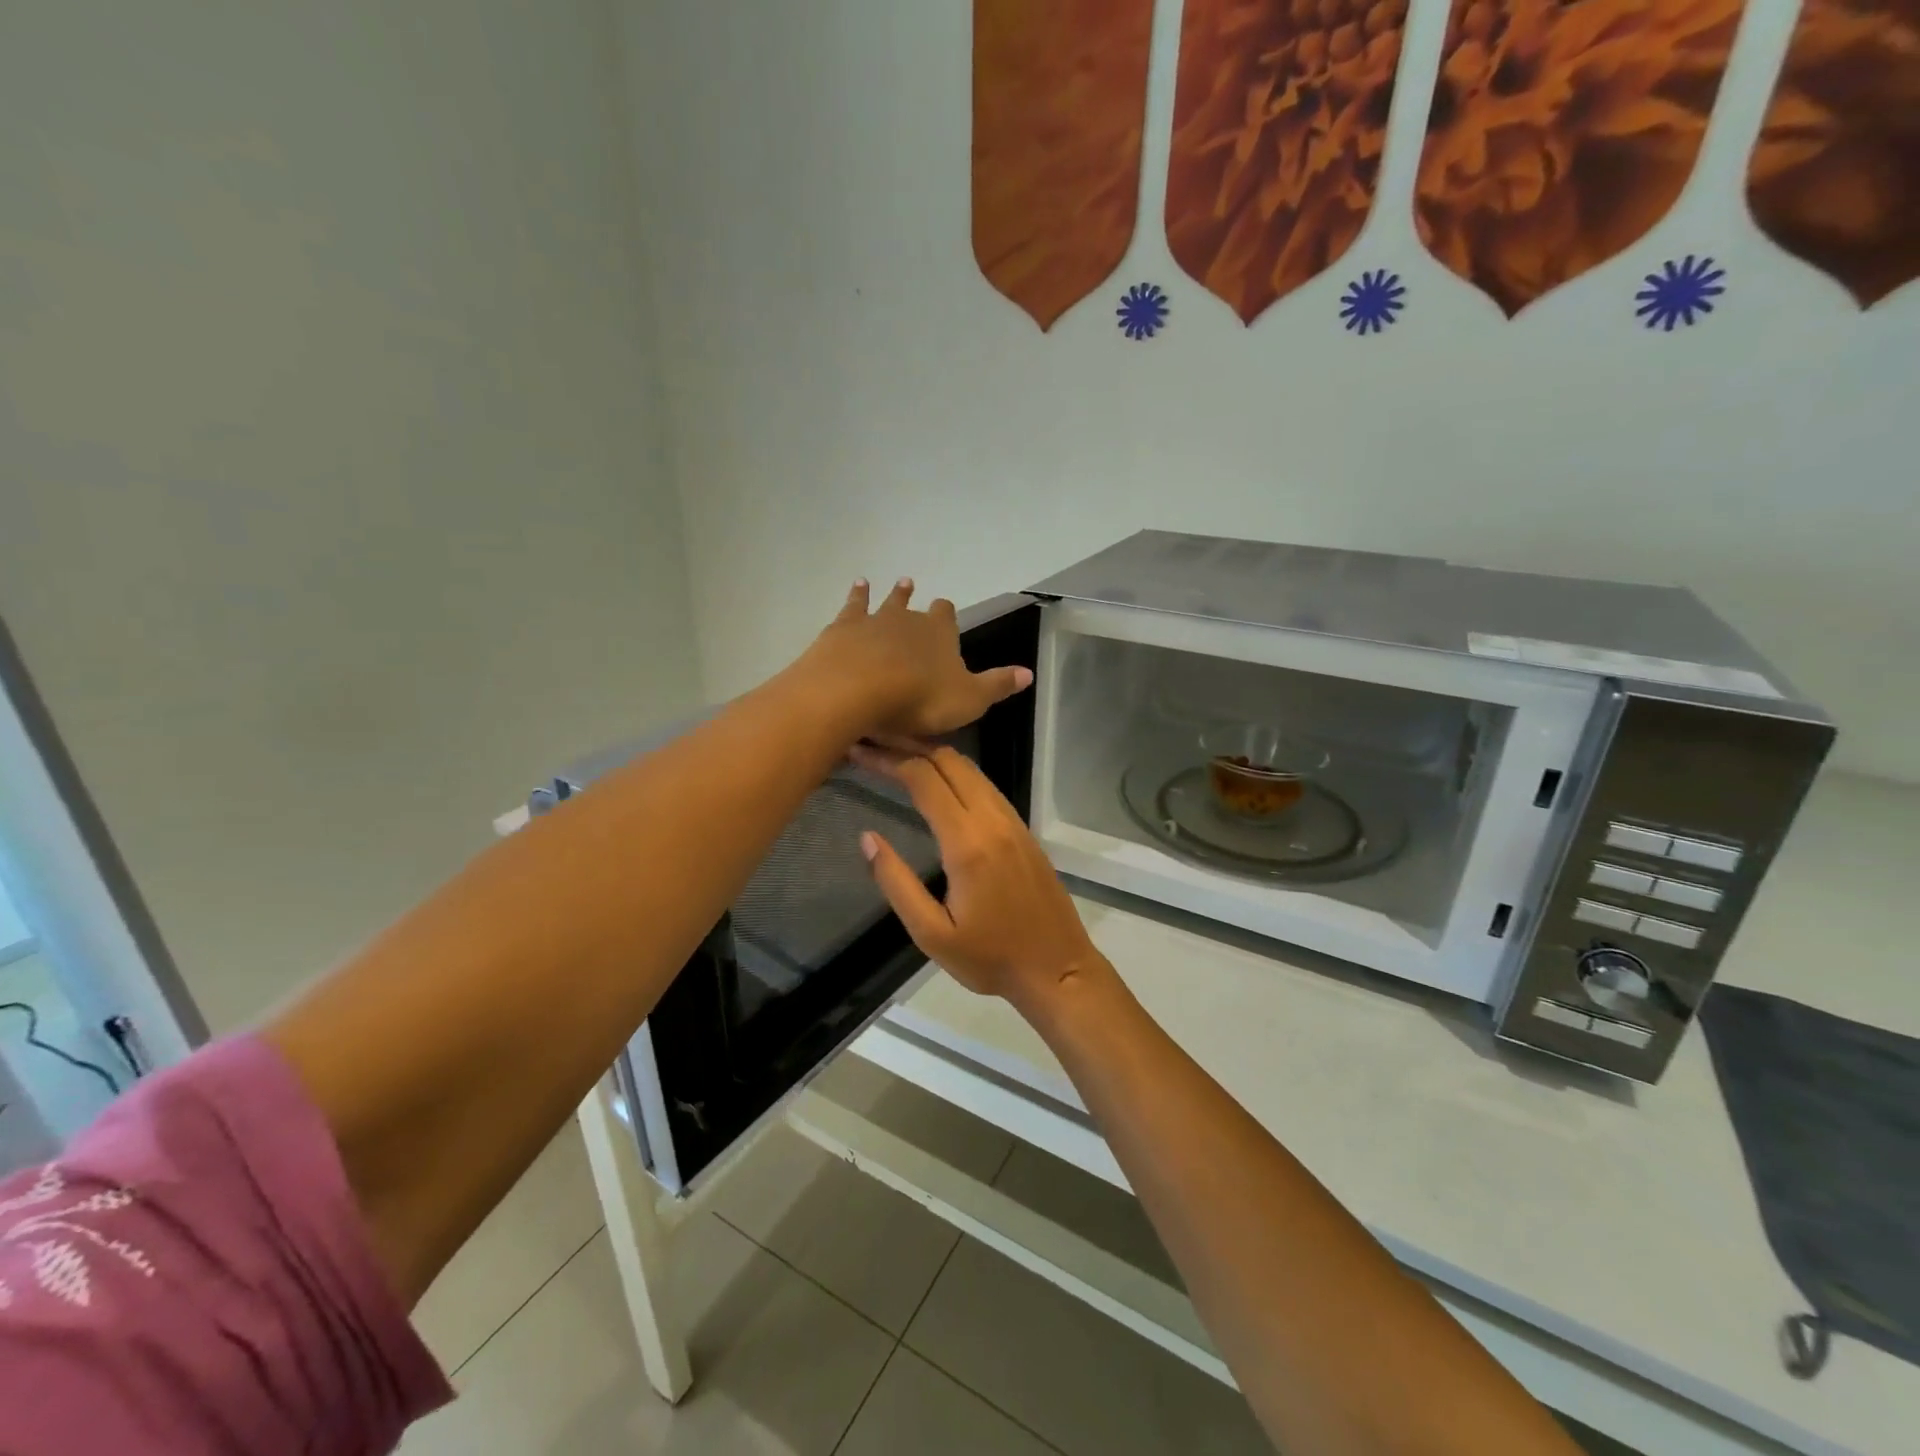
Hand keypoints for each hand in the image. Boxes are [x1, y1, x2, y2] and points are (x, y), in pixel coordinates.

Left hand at [802, 579, 1032, 741]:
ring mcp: (872, 620)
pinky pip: (851, 606)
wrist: (858, 690)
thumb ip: (997, 685)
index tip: (945, 609)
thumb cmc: (919, 698)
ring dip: (886, 593)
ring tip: (882, 582)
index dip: (947, 615)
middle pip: (911, 605)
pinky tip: (857, 586)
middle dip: (912, 598)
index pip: (947, 616)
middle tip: (910, 584)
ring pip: (882, 601)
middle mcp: (907, 619)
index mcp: (939, 633)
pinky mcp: (842, 628)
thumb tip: (1029, 673)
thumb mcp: (969, 699)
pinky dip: (855, 596)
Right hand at [852, 744, 1107, 1015]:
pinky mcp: (1023, 829)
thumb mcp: (931, 934)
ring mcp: (1013, 821)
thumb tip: (867, 838)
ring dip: (933, 755)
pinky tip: (937, 781)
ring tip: (897, 755)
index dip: (888, 759)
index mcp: (968, 843)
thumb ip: (897, 883)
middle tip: (873, 744)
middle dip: (908, 746)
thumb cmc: (990, 958)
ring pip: (971, 768)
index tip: (860, 752)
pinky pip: (986, 785)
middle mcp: (992, 820)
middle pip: (949, 761)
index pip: (924, 779)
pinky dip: (956, 771)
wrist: (1058, 968)